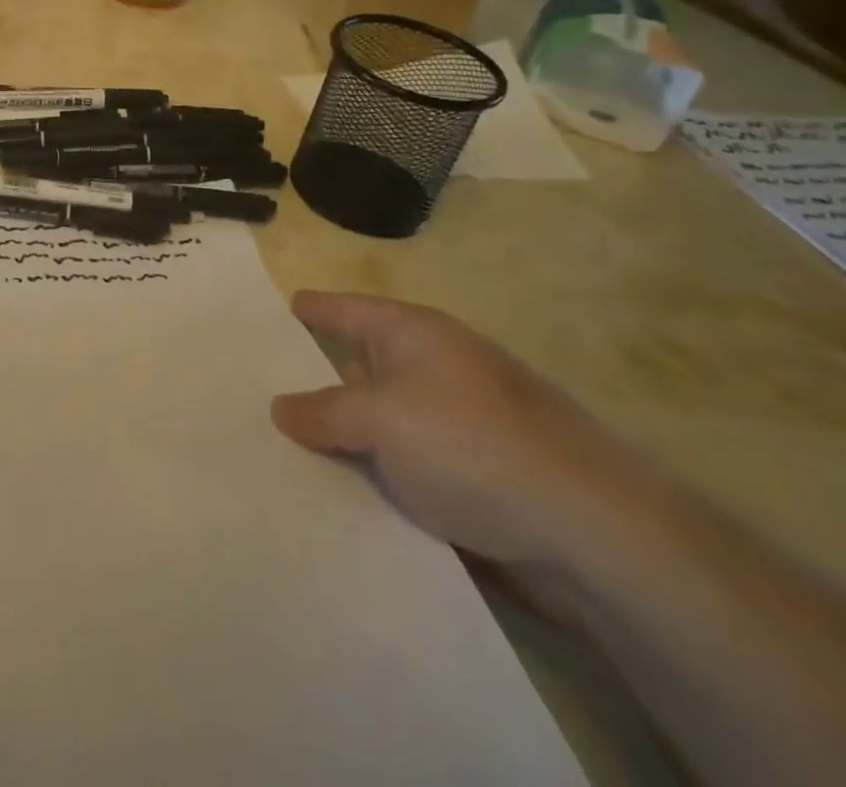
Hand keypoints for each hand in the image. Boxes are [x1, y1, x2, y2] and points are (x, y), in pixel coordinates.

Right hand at [273, 292, 640, 571]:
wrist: (589, 536)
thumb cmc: (470, 446)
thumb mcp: (380, 418)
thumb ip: (323, 411)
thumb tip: (282, 408)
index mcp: (413, 334)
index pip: (344, 309)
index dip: (308, 309)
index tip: (269, 313)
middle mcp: (433, 369)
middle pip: (356, 368)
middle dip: (310, 383)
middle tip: (255, 394)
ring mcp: (454, 426)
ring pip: (377, 426)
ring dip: (339, 441)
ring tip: (280, 453)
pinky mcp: (469, 479)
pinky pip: (401, 470)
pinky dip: (372, 479)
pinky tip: (334, 498)